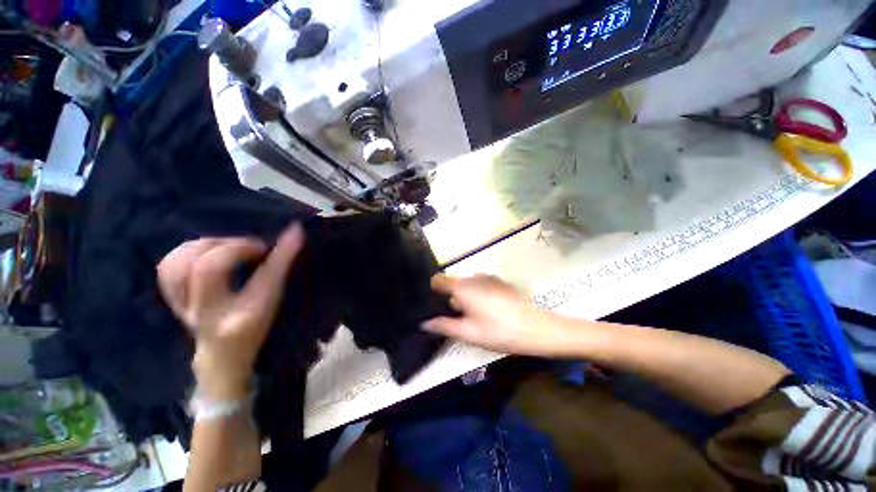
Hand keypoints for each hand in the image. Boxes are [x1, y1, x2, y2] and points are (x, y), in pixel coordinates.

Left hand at [157, 224, 303, 399]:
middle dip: (233, 247)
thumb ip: (282, 266)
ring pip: (178, 266)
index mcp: (243, 317)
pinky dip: (185, 253)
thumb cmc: (256, 327)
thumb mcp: (274, 301)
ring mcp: (185, 309)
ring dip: (205, 246)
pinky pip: (168, 269)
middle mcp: (209, 314)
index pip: (262, 280)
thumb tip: (295, 231)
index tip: (285, 234)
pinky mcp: (171, 302)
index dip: (270, 252)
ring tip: (227, 246)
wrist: (222, 357)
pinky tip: (205, 253)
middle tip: (253, 247)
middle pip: (207, 268)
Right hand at [423, 274, 581, 357]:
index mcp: (462, 287)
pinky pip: (482, 285)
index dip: (433, 290)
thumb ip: (444, 326)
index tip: (434, 303)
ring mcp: (489, 278)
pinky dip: (479, 294)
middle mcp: (473, 277)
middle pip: (455, 284)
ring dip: (467, 297)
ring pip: (469, 285)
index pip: (438, 280)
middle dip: (453, 298)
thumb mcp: (468, 333)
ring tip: (476, 317)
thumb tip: (424, 323)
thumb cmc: (498, 331)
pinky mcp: (500, 282)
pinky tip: (491, 311)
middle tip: (459, 318)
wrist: (536, 328)